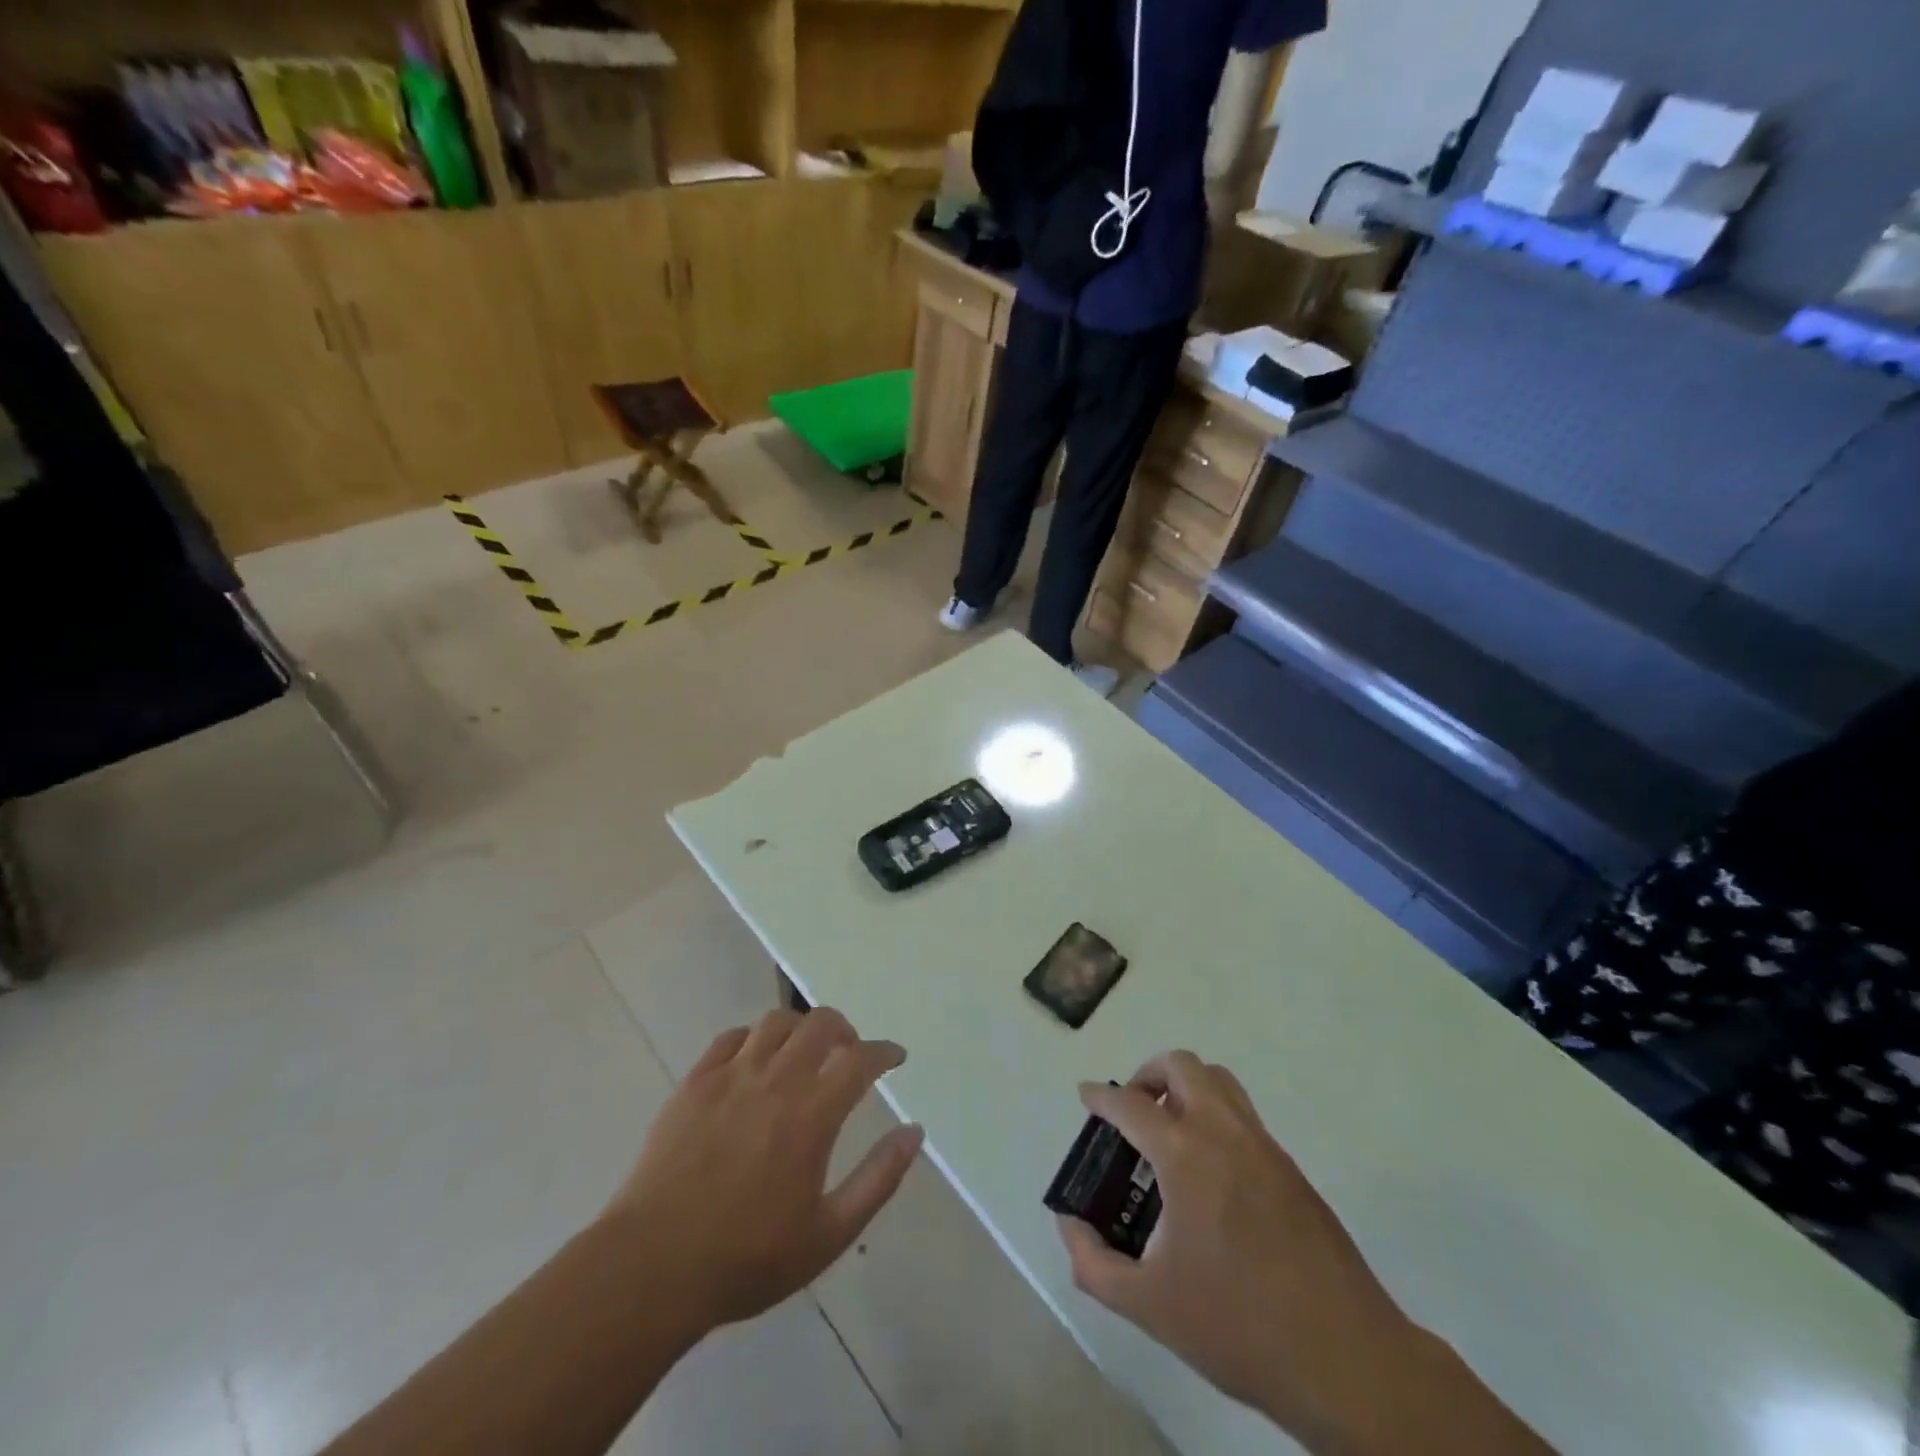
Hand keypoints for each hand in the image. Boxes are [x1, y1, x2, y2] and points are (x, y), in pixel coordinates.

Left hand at [606, 1007, 923, 1331]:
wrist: (651, 1268)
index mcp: (812, 1114)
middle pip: (820, 1024)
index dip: (884, 1052)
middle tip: (850, 1052)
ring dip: (801, 1028)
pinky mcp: (694, 1082)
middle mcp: (775, 1081)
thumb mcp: (828, 1235)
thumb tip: (913, 1132)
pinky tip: (755, 1062)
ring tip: (804, 1052)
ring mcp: (730, 1076)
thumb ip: (878, 1179)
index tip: (895, 1057)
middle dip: (845, 1029)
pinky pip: (731, 1038)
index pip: (861, 1059)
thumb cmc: (747, 1259)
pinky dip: (754, 1039)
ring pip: (776, 1023)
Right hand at [1055, 1053, 1415, 1446]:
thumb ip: (1094, 1263)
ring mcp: (1263, 1146)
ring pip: (1219, 1081)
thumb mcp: (1149, 1305)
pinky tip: (1209, 1172)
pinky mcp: (1290, 1168)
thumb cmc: (1239, 1327)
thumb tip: (1070, 1225)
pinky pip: (1243, 1115)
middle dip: (1148, 1074)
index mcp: (1185, 1155)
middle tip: (1132, 1110)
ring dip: (1186, 1087)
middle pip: (1182, 1065)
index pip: (1130, 1104)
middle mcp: (1223, 1132)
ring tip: (1169, 1130)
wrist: (1347, 1360)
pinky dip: (1215, 1116)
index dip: (1101, 1097)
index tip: (1086, 1096)